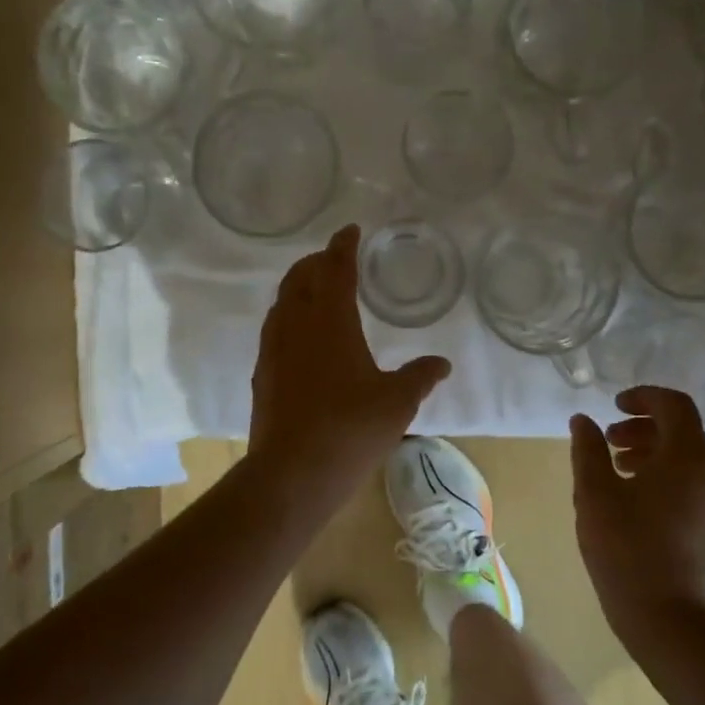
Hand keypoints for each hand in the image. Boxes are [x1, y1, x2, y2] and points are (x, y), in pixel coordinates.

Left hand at [248, 224, 450, 507]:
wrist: (291, 474)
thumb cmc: (350, 430)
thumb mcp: (397, 402)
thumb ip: (420, 377)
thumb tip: (442, 364)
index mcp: (331, 321)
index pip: (335, 269)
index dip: (343, 246)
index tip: (350, 231)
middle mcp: (296, 325)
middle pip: (300, 278)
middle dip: (317, 261)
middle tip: (334, 258)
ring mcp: (274, 349)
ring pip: (282, 302)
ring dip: (299, 286)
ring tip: (316, 290)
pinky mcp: (263, 374)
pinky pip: (274, 328)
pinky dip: (288, 315)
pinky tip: (300, 335)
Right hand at [569, 386, 704, 642]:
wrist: (668, 618)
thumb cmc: (626, 547)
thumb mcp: (594, 493)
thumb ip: (588, 449)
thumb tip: (583, 420)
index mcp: (690, 455)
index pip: (674, 405)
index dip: (642, 397)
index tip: (613, 407)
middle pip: (683, 431)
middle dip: (644, 429)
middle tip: (609, 443)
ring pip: (691, 459)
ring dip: (656, 453)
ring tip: (620, 470)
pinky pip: (699, 484)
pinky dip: (671, 477)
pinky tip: (641, 499)